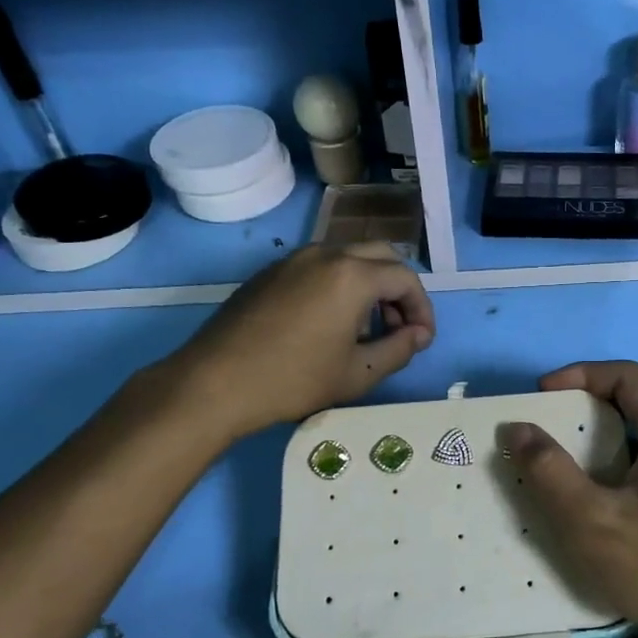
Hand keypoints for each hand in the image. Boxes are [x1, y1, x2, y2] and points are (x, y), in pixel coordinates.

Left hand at [165, 244, 433, 441]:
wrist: (215, 383)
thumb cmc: (294, 380)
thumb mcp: (358, 374)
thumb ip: (399, 350)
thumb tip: (418, 335)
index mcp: (352, 275)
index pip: (406, 279)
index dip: (422, 309)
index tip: (421, 340)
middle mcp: (326, 254)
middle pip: (380, 256)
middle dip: (397, 290)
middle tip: (396, 328)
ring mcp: (293, 260)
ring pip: (348, 258)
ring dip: (368, 286)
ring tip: (363, 330)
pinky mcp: (269, 272)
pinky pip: (319, 267)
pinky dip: (338, 285)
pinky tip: (326, 325)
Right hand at [503, 361, 637, 637]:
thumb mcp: (591, 520)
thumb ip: (549, 470)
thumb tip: (517, 428)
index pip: (627, 375)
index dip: (580, 375)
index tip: (542, 395)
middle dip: (592, 405)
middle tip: (553, 428)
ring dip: (611, 437)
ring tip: (574, 464)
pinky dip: (630, 463)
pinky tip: (612, 501)